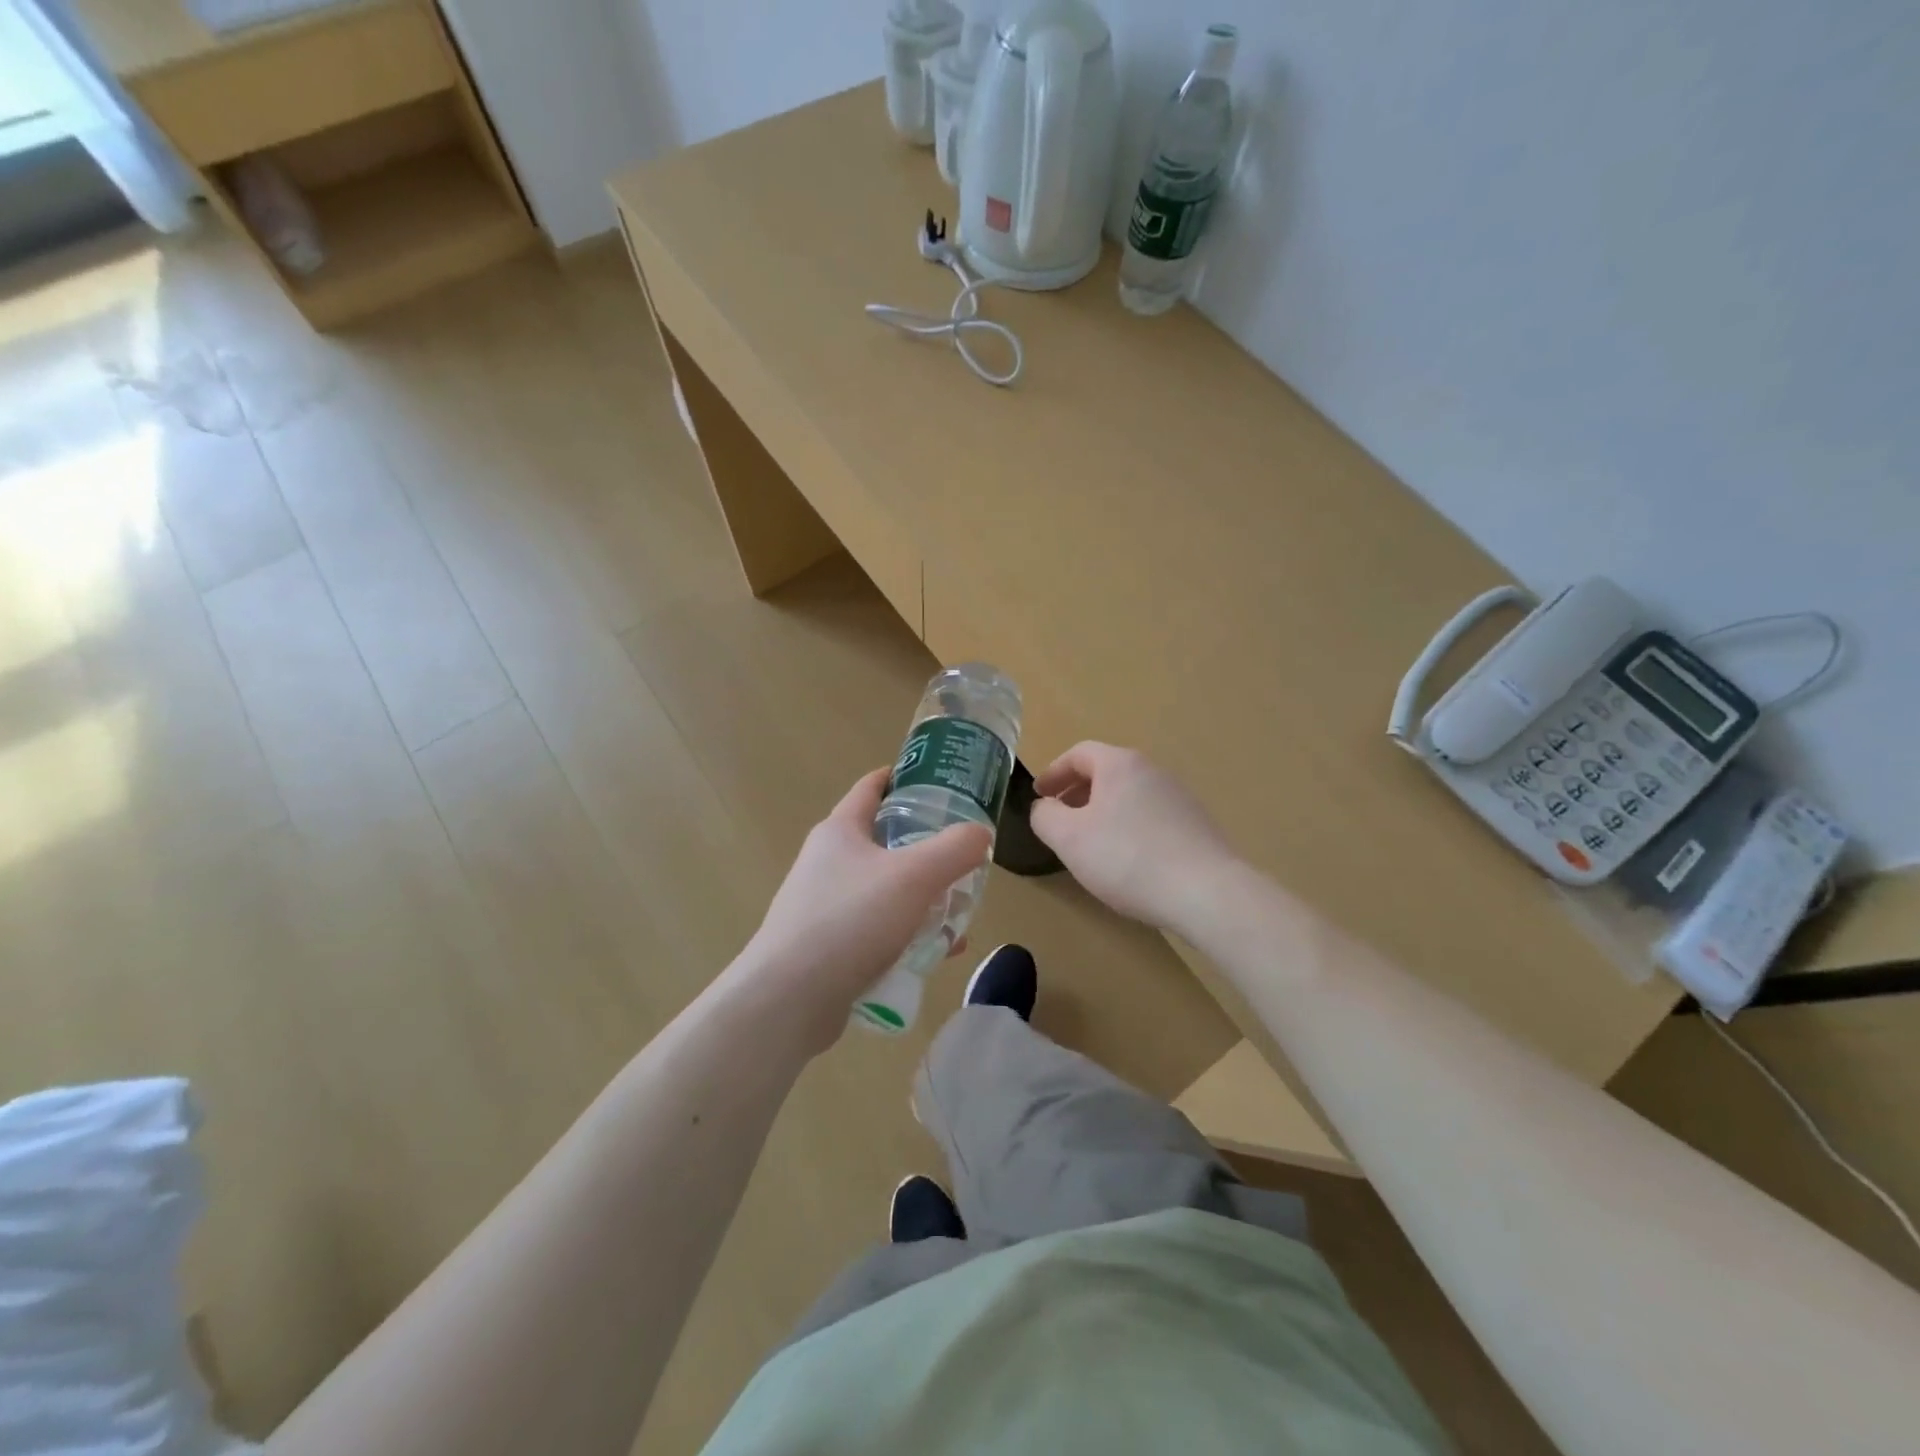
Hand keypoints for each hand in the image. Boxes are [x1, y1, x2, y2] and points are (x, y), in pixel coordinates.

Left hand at [726, 768, 991, 1055]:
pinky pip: (876, 928)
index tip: (938, 780)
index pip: (871, 787)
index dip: (902, 778)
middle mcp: (827, 861)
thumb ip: (954, 850)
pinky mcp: (827, 945)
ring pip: (883, 888)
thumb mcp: (914, 877)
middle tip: (962, 854)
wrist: (789, 999)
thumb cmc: (851, 921)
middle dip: (924, 846)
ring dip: (920, 896)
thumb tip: (980, 833)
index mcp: (840, 831)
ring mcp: (823, 905)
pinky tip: (936, 953)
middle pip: (883, 840)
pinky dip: (906, 932)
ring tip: (959, 910)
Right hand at [1030, 742, 1241, 933]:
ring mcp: (1179, 798)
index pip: (1079, 753)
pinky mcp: (1196, 825)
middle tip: (1059, 820)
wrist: (1206, 893)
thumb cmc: (1127, 858)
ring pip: (1129, 795)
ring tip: (1090, 844)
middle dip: (1077, 793)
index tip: (1039, 795)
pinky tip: (1126, 862)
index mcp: (1121, 764)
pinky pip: (1150, 817)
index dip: (1053, 772)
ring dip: (1103, 812)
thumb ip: (1045, 816)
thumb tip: (1045, 807)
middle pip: (1106, 772)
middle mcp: (1153, 771)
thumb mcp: (1069, 838)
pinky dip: (1128, 828)